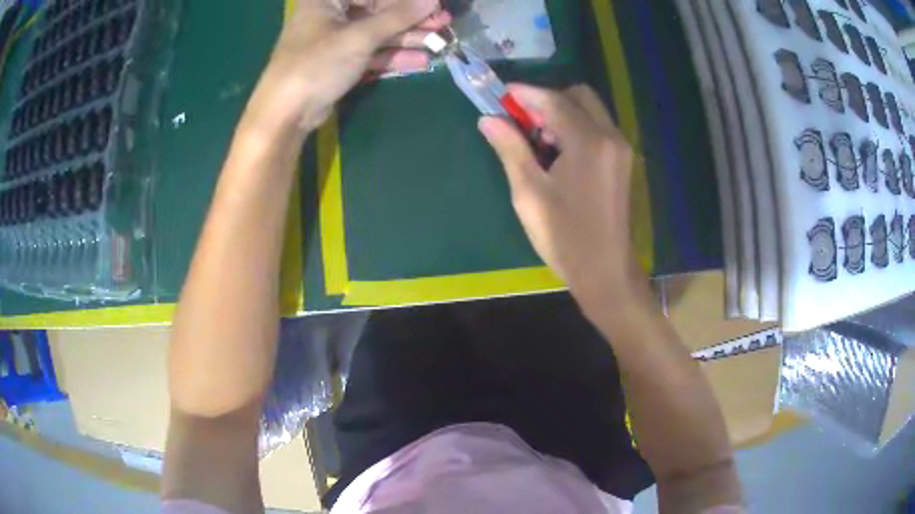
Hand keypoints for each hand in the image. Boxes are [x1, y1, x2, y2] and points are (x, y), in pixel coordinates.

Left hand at [245, 0, 448, 135]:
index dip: (405, 0)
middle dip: (410, 19)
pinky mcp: (338, 62)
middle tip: (443, 22)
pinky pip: (370, 52)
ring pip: (376, 33)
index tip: (433, 3)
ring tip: (439, 42)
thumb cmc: (315, 65)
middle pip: (377, 11)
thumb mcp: (359, 38)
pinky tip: (420, 60)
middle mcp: (330, 14)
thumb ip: (397, 17)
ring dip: (407, 38)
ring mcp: (334, 39)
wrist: (284, 115)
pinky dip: (392, 56)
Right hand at [479, 84, 646, 306]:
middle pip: (578, 96)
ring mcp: (620, 148)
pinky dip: (576, 127)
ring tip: (539, 142)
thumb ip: (510, 148)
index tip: (501, 95)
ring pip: (590, 110)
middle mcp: (610, 136)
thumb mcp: (529, 192)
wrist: (605, 270)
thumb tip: (488, 119)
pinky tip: (559, 153)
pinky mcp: (622, 161)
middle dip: (547, 101)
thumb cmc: (564, 236)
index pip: (553, 101)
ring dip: (562, 113)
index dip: (525, 94)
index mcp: (588, 142)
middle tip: (523, 123)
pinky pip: (597, 127)